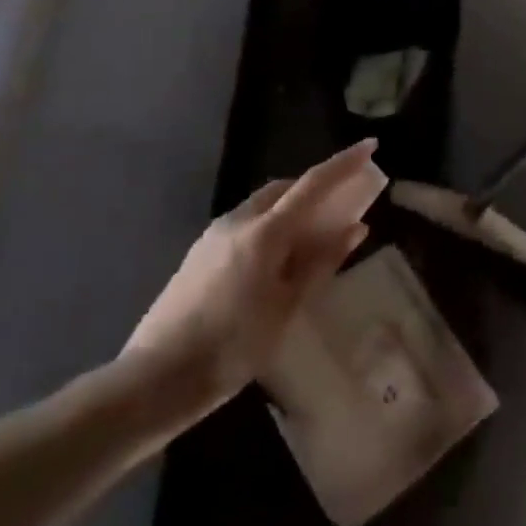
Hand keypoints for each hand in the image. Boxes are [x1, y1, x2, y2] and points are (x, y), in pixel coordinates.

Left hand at [118, 141, 386, 428]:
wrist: (155, 380)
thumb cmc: (233, 347)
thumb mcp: (287, 307)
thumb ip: (321, 262)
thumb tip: (355, 227)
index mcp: (265, 232)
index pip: (313, 184)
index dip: (344, 164)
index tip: (370, 146)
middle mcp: (238, 221)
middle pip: (285, 188)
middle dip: (316, 186)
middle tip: (343, 202)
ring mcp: (214, 235)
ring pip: (263, 205)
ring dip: (292, 206)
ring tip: (313, 234)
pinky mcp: (199, 253)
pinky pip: (246, 223)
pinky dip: (271, 225)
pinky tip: (277, 259)